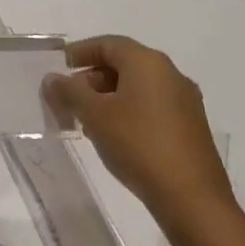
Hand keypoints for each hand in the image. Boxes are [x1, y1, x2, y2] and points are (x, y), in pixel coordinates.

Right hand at [44, 34, 233, 229]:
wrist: (193, 201)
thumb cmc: (138, 145)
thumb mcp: (93, 115)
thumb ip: (68, 91)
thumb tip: (52, 79)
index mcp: (148, 63)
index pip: (107, 44)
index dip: (79, 52)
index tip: (60, 68)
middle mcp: (171, 75)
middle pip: (123, 64)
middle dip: (92, 78)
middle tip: (71, 98)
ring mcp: (186, 103)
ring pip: (138, 88)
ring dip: (109, 97)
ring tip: (88, 121)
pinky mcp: (192, 128)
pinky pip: (152, 107)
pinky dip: (129, 112)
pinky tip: (114, 136)